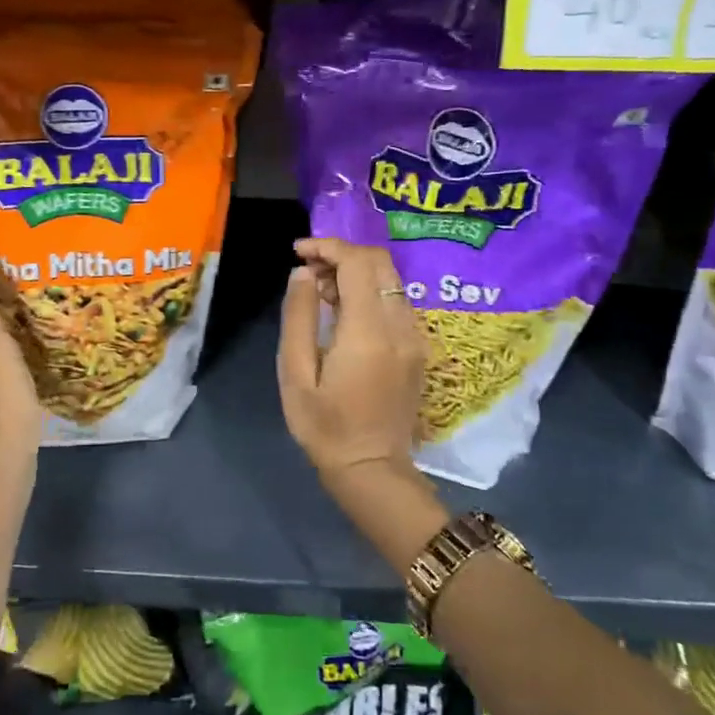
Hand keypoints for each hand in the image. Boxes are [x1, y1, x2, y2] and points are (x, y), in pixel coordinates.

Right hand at [278, 238, 427, 480]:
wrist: (372, 468)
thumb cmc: (324, 425)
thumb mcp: (296, 373)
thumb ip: (299, 317)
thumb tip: (302, 273)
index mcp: (369, 331)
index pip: (358, 262)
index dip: (327, 246)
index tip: (298, 252)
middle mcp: (400, 326)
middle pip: (380, 262)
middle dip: (342, 254)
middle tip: (308, 272)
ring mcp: (415, 336)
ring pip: (390, 279)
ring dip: (355, 272)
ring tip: (320, 294)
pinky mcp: (418, 347)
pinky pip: (395, 300)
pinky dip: (369, 291)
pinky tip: (344, 313)